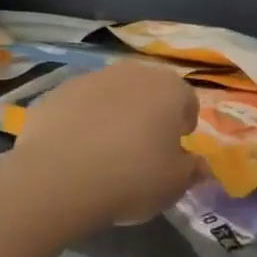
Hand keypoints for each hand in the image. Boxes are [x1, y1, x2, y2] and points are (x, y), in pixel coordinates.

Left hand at [12, 60, 202, 228]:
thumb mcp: (174, 184)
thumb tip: (199, 165)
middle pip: (149, 91)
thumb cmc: (132, 178)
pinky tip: (74, 151)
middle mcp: (133, 73)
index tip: (175, 149)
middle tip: (142, 149)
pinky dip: (82, 121)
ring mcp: (92, 78)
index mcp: (170, 89)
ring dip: (114, 114)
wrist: (58, 178)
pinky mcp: (57, 92)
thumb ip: (192, 170)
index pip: (187, 101)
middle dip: (149, 114)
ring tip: (104, 152)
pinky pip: (80, 105)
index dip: (183, 125)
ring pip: (112, 94)